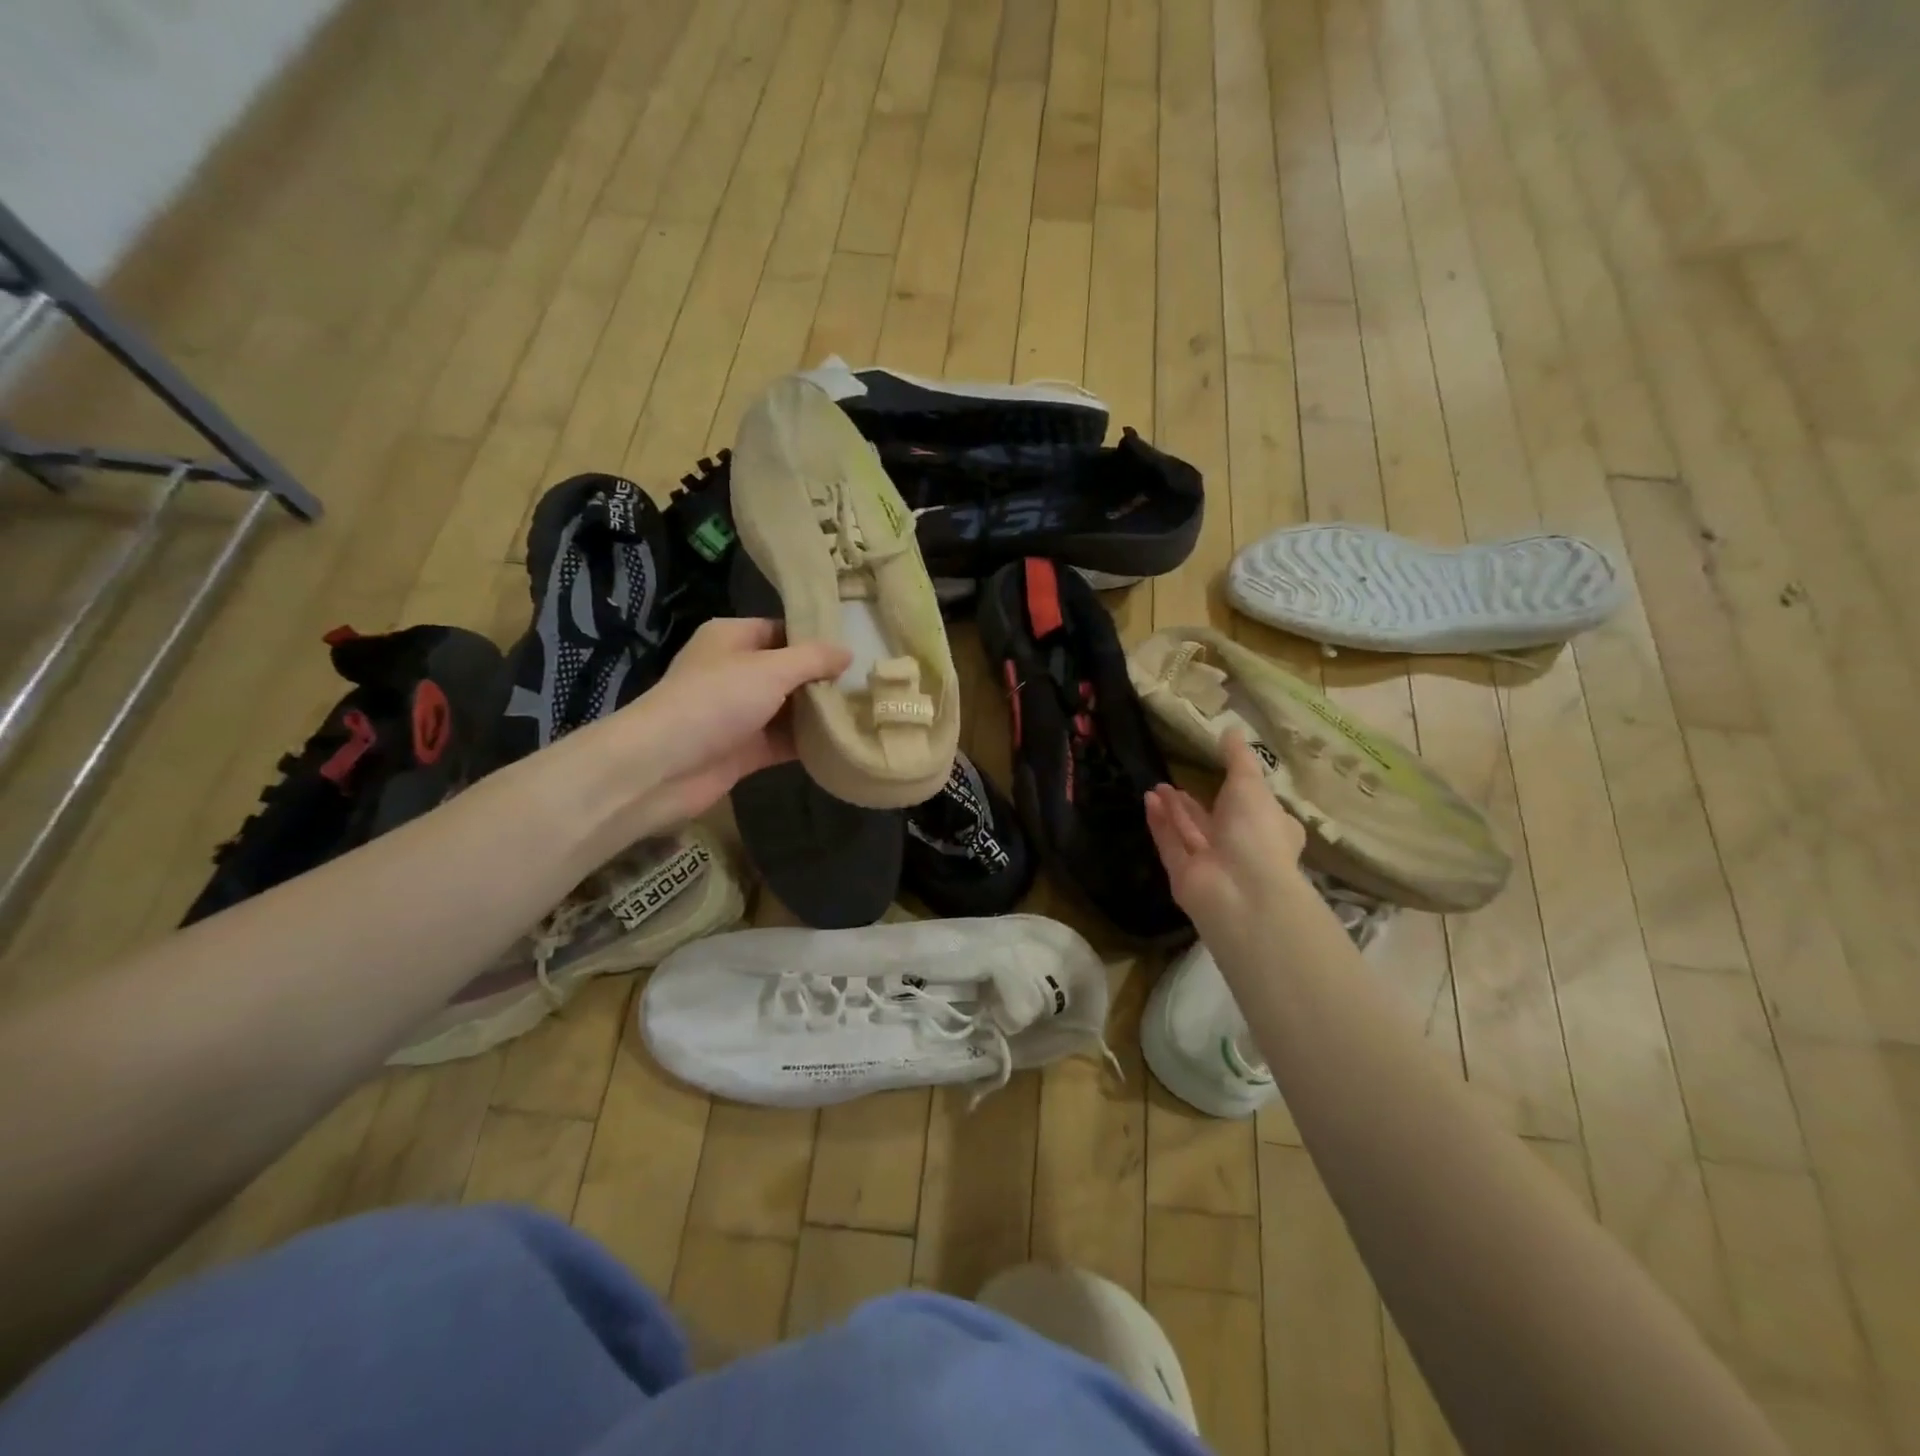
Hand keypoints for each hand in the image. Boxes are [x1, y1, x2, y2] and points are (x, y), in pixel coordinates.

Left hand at [577, 618, 850, 838]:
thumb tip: (848, 652)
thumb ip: (813, 659)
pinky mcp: (744, 750)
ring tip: (866, 712)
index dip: (815, 639)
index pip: (781, 630)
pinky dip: (808, 743)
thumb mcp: (771, 669)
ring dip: (819, 714)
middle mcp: (734, 672)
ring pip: (788, 709)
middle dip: (823, 679)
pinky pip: (784, 741)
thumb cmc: (716, 701)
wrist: (664, 766)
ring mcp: (739, 713)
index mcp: (732, 638)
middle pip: (788, 671)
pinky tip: (844, 743)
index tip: (855, 649)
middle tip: (868, 684)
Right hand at [1144, 733, 1306, 938]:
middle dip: (1194, 802)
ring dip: (1173, 809)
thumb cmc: (1256, 832)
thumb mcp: (1251, 785)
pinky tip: (1148, 800)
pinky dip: (1160, 822)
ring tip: (1155, 785)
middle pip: (1214, 821)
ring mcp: (1211, 863)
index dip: (1239, 792)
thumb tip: (1231, 729)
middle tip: (1173, 780)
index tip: (1220, 773)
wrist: (1241, 891)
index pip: (1256, 808)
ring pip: (1189, 832)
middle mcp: (1241, 847)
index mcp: (1269, 828)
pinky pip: (1170, 843)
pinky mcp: (1184, 875)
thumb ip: (1238, 758)